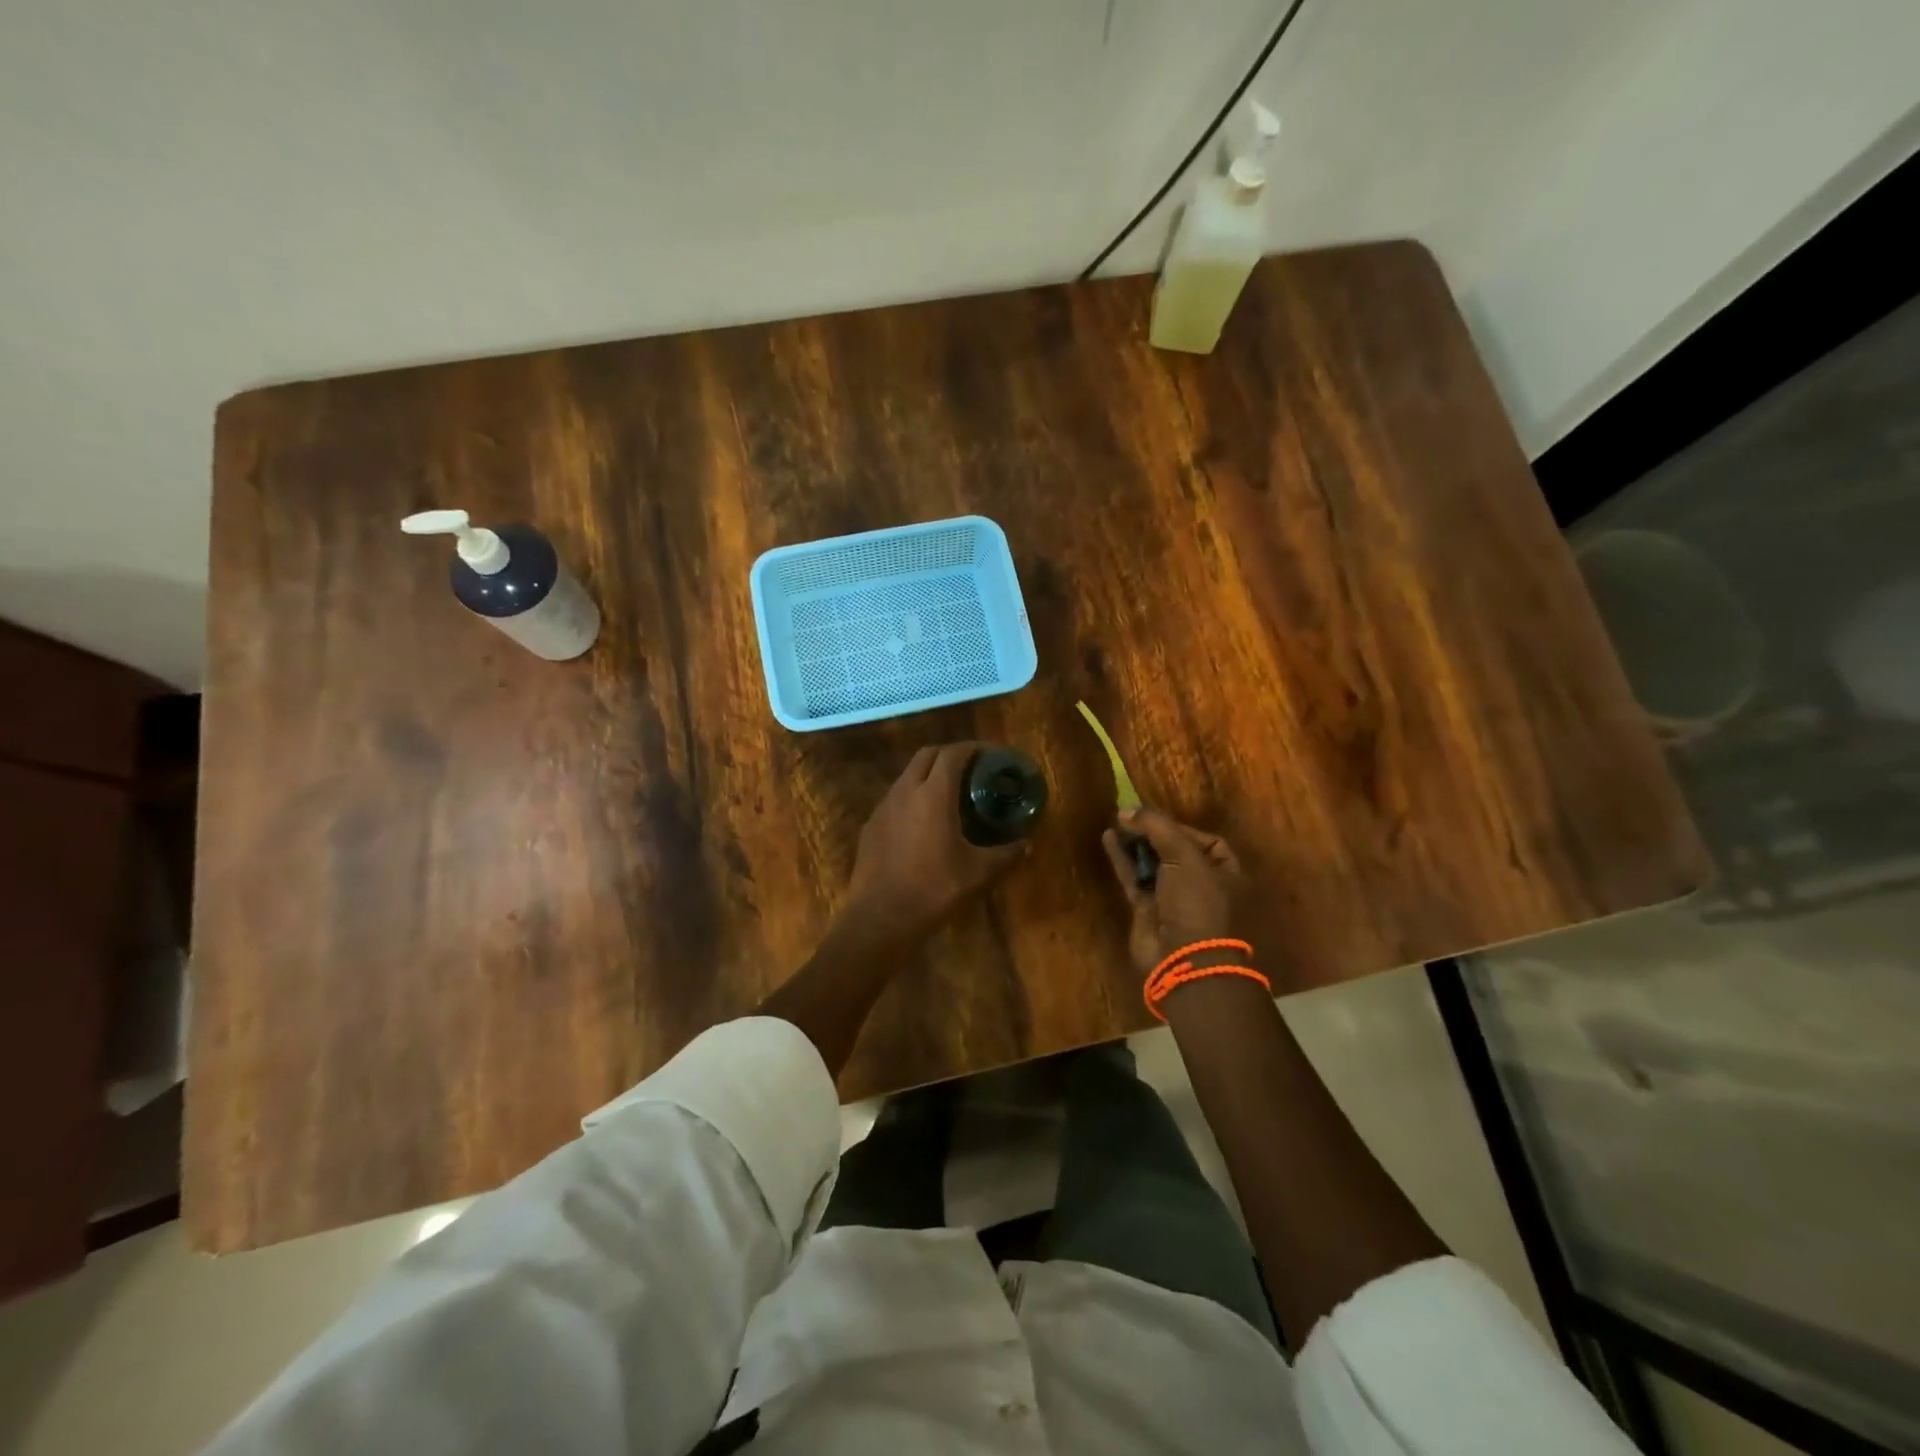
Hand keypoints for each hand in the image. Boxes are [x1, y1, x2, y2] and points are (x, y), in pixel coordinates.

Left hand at [843, 743, 1027, 942]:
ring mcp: (883, 807)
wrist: (881, 917)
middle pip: (927, 755)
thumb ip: (1006, 854)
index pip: (953, 754)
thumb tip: (1027, 844)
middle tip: (972, 769)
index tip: (992, 754)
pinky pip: (895, 799)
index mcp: (933, 794)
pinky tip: (924, 822)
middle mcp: (905, 791)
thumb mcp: (979, 873)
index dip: (974, 748)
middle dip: (951, 754)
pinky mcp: (870, 826)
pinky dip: (913, 797)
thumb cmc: (935, 889)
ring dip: (929, 775)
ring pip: (908, 775)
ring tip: (950, 794)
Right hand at [1102, 807, 1244, 977]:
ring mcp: (1172, 899)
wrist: (1184, 959)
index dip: (1179, 827)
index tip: (1154, 817)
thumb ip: (1157, 827)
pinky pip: (1133, 877)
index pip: (1204, 841)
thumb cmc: (1197, 903)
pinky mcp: (1147, 909)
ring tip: (1116, 822)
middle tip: (1129, 816)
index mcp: (1224, 873)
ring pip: (1152, 863)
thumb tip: (1127, 810)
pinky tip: (1108, 838)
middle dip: (1152, 833)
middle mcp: (1200, 884)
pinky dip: (1122, 859)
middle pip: (1174, 850)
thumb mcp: (1185, 857)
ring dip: (1135, 843)